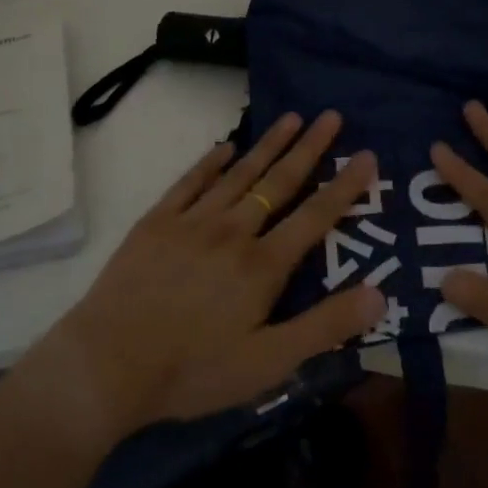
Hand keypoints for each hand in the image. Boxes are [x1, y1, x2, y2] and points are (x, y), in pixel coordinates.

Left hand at [32, 111, 382, 444]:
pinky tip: (226, 146)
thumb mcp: (268, 364)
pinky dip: (210, 161)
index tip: (366, 155)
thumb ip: (324, 327)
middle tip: (331, 116)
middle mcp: (232, 231)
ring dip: (268, 144)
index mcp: (262, 265)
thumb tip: (380, 293)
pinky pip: (190, 182)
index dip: (344, 187)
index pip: (314, 217)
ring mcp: (192, 222)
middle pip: (278, 182)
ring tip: (292, 117)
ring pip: (239, 174)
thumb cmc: (192, 371)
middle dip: (310, 148)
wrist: (107, 365)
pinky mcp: (156, 222)